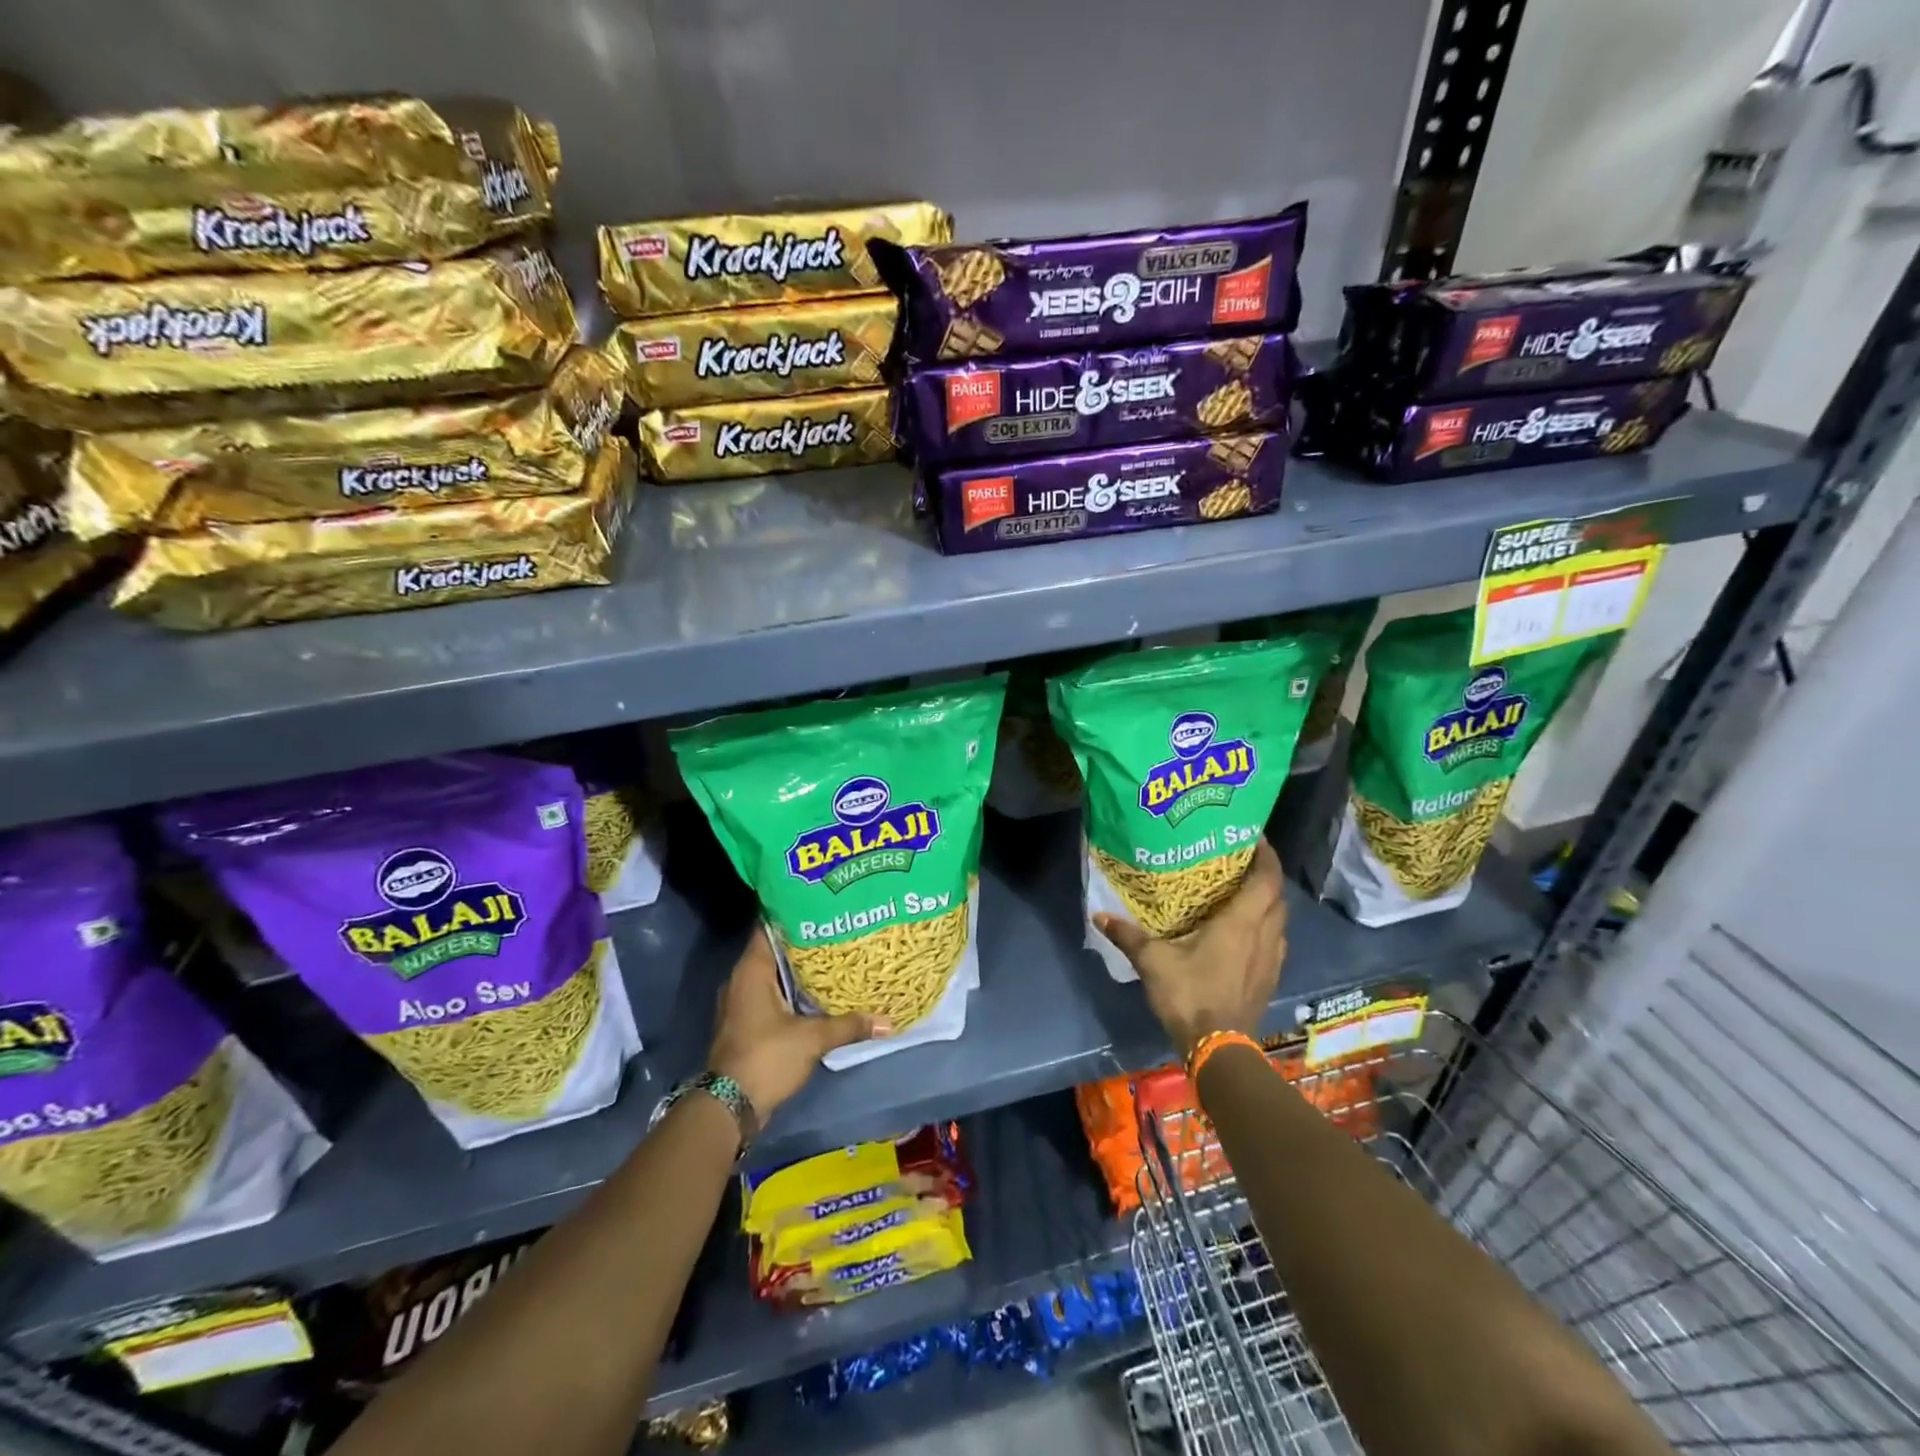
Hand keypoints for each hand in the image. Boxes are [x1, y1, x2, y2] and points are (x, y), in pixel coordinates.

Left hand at [707, 927, 891, 1116]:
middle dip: (804, 940)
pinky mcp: (746, 1022)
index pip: (769, 926)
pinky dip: (792, 990)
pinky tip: (818, 990)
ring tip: (834, 955)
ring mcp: (742, 1002)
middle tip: (837, 928)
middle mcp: (741, 980)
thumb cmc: (766, 1057)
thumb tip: (888, 1021)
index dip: (794, 912)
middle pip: (775, 949)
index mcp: (751, 970)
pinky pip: (771, 994)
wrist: (729, 1107)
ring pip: (773, 973)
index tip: (821, 904)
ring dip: (799, 968)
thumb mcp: (812, 1038)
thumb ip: (849, 1025)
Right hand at [1094, 837, 1286, 1056]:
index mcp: (1242, 923)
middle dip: (1265, 874)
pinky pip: (1275, 940)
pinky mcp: (1270, 978)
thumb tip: (1098, 915)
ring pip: (1278, 919)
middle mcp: (1264, 935)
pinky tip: (1244, 931)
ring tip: (1241, 891)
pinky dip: (1265, 926)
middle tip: (1240, 860)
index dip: (1267, 854)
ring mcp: (1272, 959)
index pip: (1267, 879)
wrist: (1218, 1048)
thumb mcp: (1152, 962)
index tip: (1253, 836)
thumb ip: (1128, 935)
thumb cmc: (1190, 995)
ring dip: (1267, 902)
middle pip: (1277, 896)